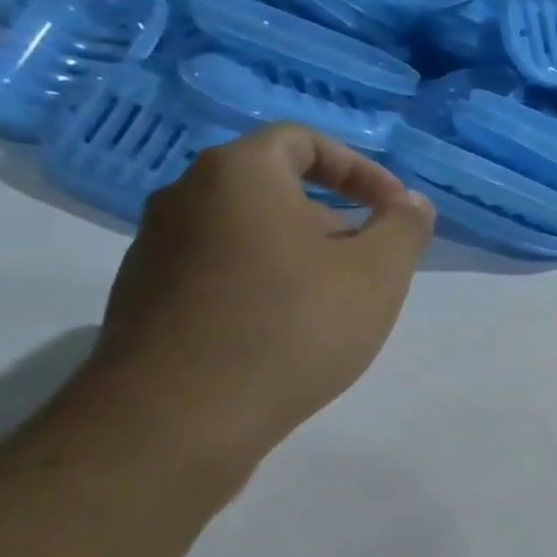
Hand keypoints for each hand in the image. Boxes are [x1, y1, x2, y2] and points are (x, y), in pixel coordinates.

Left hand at [75, 124, 434, 472]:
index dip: (360, 169)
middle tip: (372, 261)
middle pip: (275, 186)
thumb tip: (410, 203)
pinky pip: (222, 268)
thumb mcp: (378, 273)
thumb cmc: (293, 325)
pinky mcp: (147, 296)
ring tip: (336, 302)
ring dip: (302, 252)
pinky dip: (265, 281)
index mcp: (238, 174)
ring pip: (248, 230)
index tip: (395, 211)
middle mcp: (186, 196)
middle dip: (336, 216)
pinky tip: (290, 330)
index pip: (302, 141)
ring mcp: (157, 248)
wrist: (180, 415)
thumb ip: (404, 227)